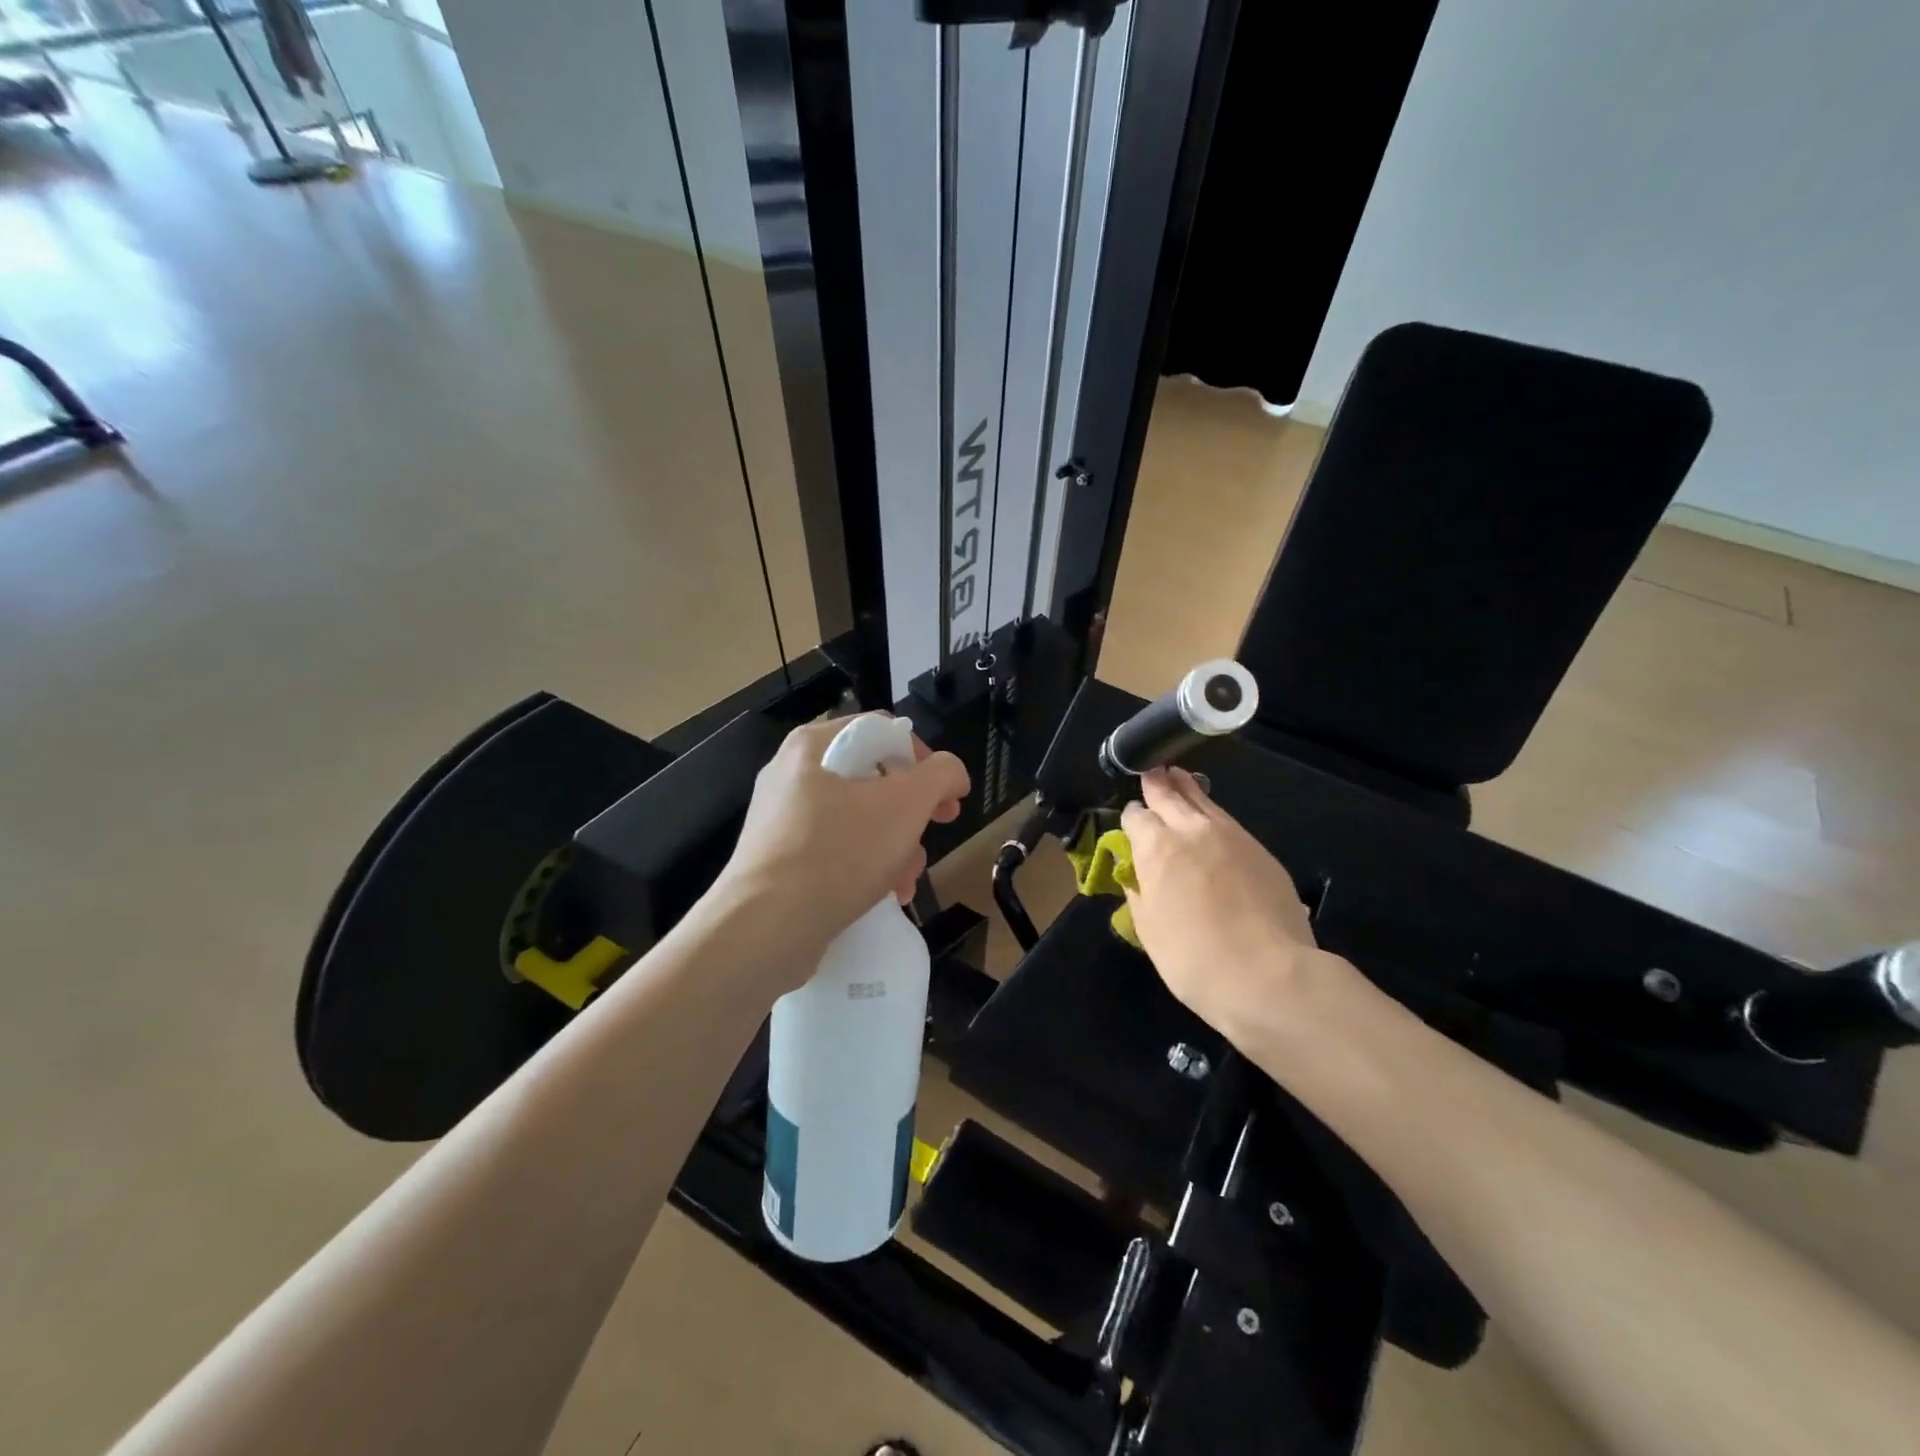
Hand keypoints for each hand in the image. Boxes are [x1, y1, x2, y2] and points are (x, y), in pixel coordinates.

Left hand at [714, 714, 968, 960]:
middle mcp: (793, 773)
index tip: (947, 795)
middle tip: (938, 830)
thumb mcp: (906, 805)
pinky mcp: (779, 859)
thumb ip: (940, 775)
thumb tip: (951, 773)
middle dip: (913, 813)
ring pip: (858, 819)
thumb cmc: (839, 853)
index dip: (924, 758)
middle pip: (873, 778)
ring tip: (907, 880)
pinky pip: (835, 849)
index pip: (883, 730)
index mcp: (815, 745)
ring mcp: (782, 818)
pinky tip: (885, 896)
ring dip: (895, 847)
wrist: (765, 928)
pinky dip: (865, 867)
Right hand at [1122, 767, 1358, 1049]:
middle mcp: (1192, 830)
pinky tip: (1212, 819)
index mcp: (1156, 847)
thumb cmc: (1192, 957)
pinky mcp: (1260, 850)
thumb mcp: (1148, 928)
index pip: (1137, 815)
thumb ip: (1138, 890)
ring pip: (1204, 801)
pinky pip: (1228, 821)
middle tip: (1154, 772)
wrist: (1267, 974)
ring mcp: (1232, 836)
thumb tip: (1134, 871)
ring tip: (1180, 778)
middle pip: (1171, 794)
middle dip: (1158, 783)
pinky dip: (1214, 813)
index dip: (1131, 816)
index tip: (1131, 821)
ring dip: (1188, 789)